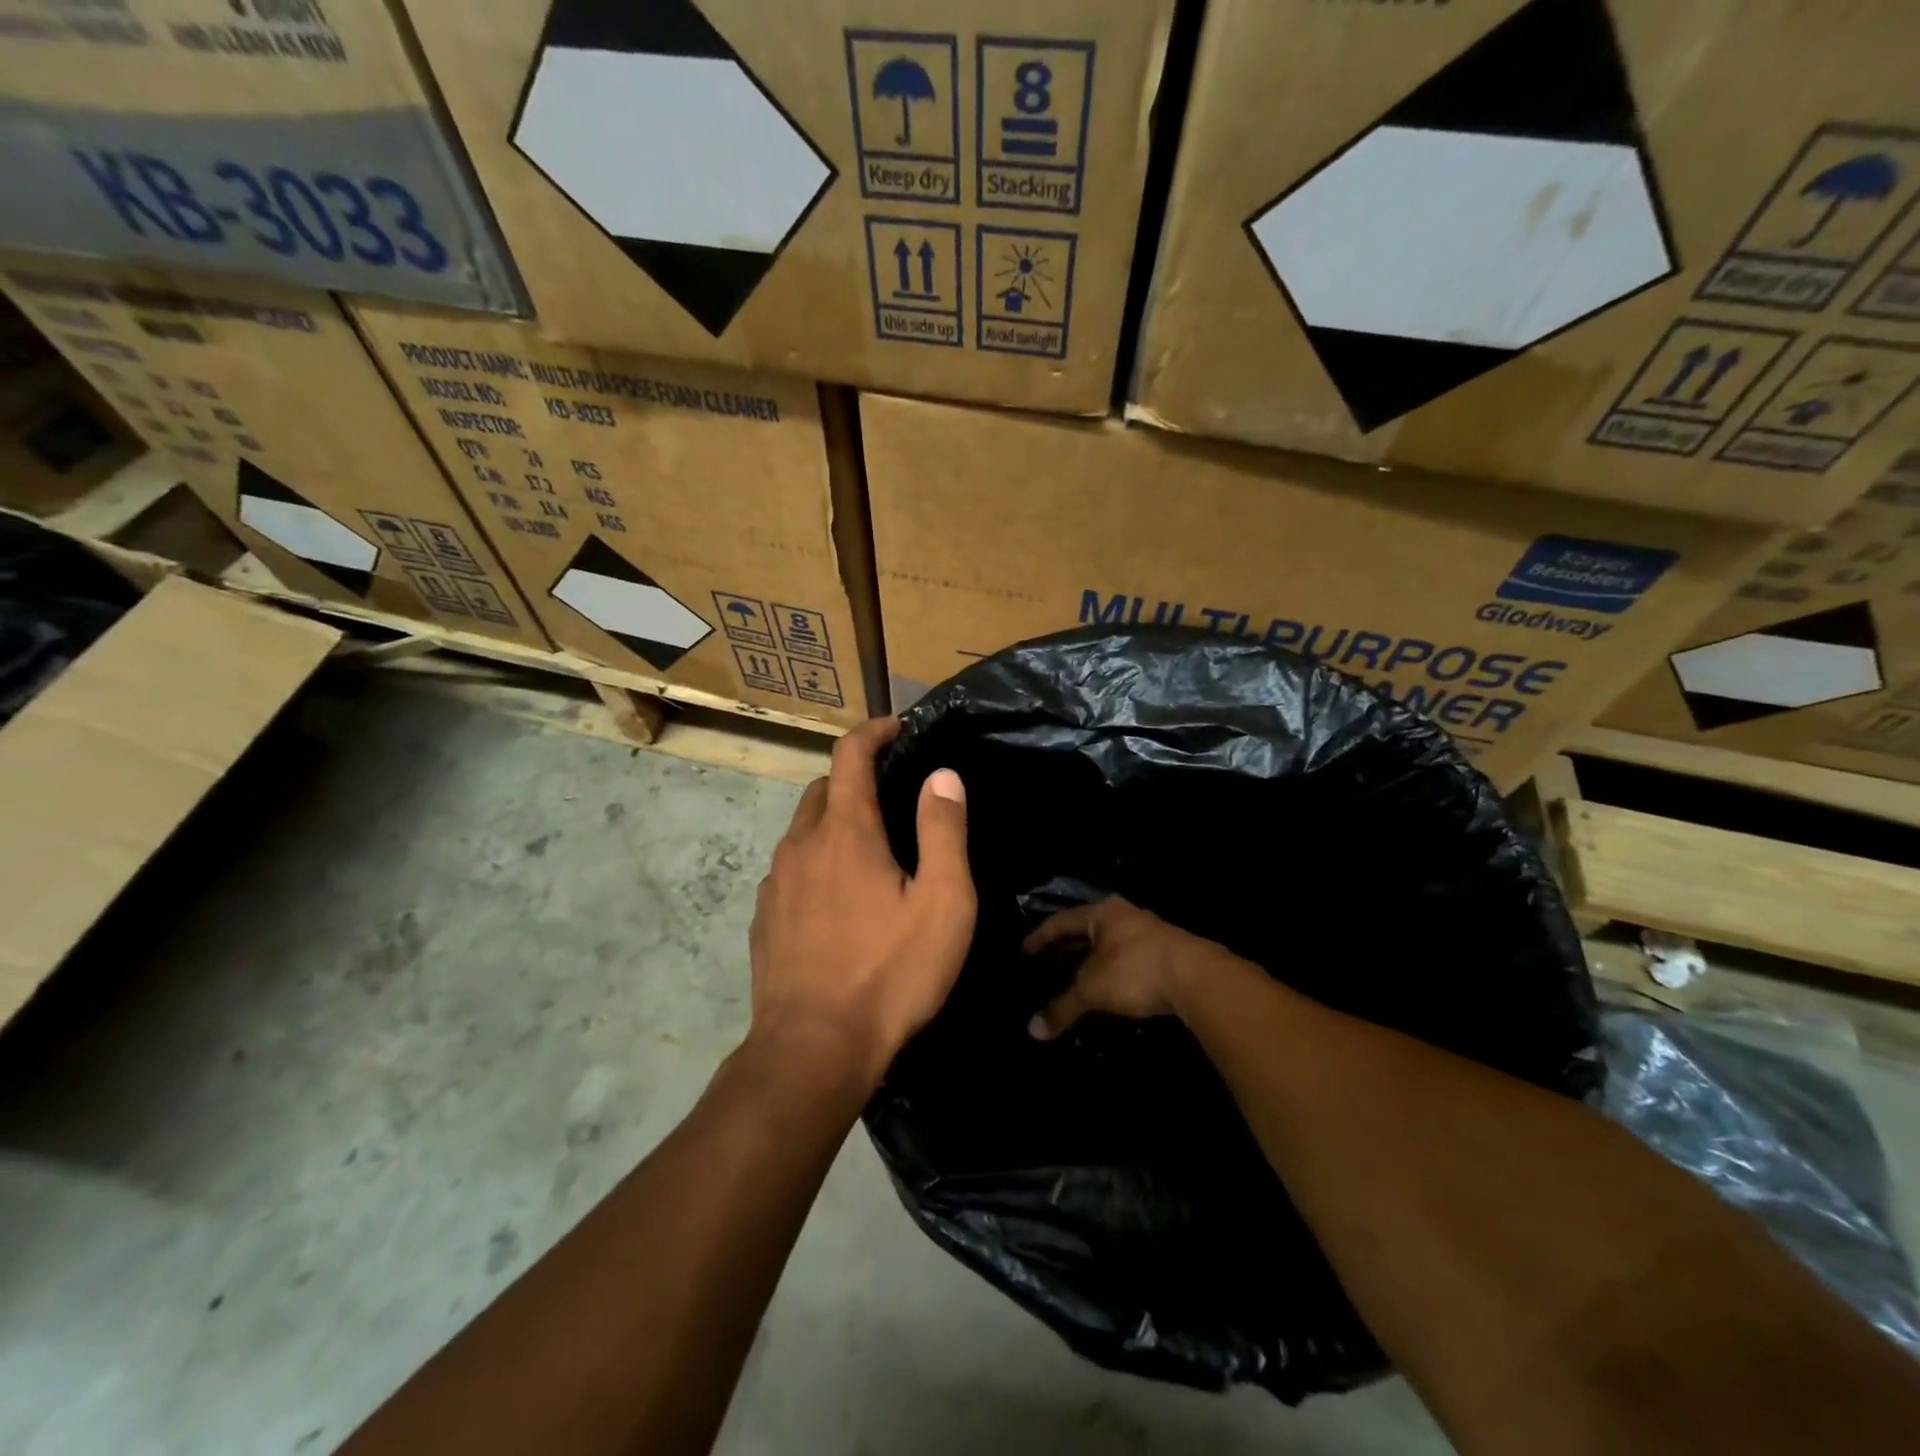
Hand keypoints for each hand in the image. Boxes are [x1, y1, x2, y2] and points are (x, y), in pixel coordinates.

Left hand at [748, 717, 975, 1088]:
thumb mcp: (942, 902)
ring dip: (834, 824)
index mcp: (846, 831)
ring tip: (870, 854)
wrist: (812, 1051)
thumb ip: (943, 831)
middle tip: (892, 800)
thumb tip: (942, 775)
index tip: (898, 728)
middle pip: (824, 789)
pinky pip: (790, 870)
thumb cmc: (889, 973)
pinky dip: (815, 863)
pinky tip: (837, 901)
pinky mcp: (763, 919)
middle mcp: (801, 845)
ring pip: (803, 830)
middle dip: (856, 779)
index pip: (851, 754)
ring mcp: (775, 883)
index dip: (874, 731)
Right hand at [1022, 897, 1232, 1038]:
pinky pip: (1127, 959)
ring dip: (1092, 962)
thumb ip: (1062, 1007)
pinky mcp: (1167, 955)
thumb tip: (1032, 1031)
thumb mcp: (1092, 990)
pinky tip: (1108, 990)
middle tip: (1047, 966)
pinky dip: (1112, 973)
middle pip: (1087, 931)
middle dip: (1067, 949)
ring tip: (1075, 980)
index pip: (1061, 921)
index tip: (1024, 952)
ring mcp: (1149, 933)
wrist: (1198, 979)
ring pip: (1110, 945)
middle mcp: (1124, 916)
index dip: (1040, 937)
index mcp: (1102, 913)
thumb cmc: (1135, 970)